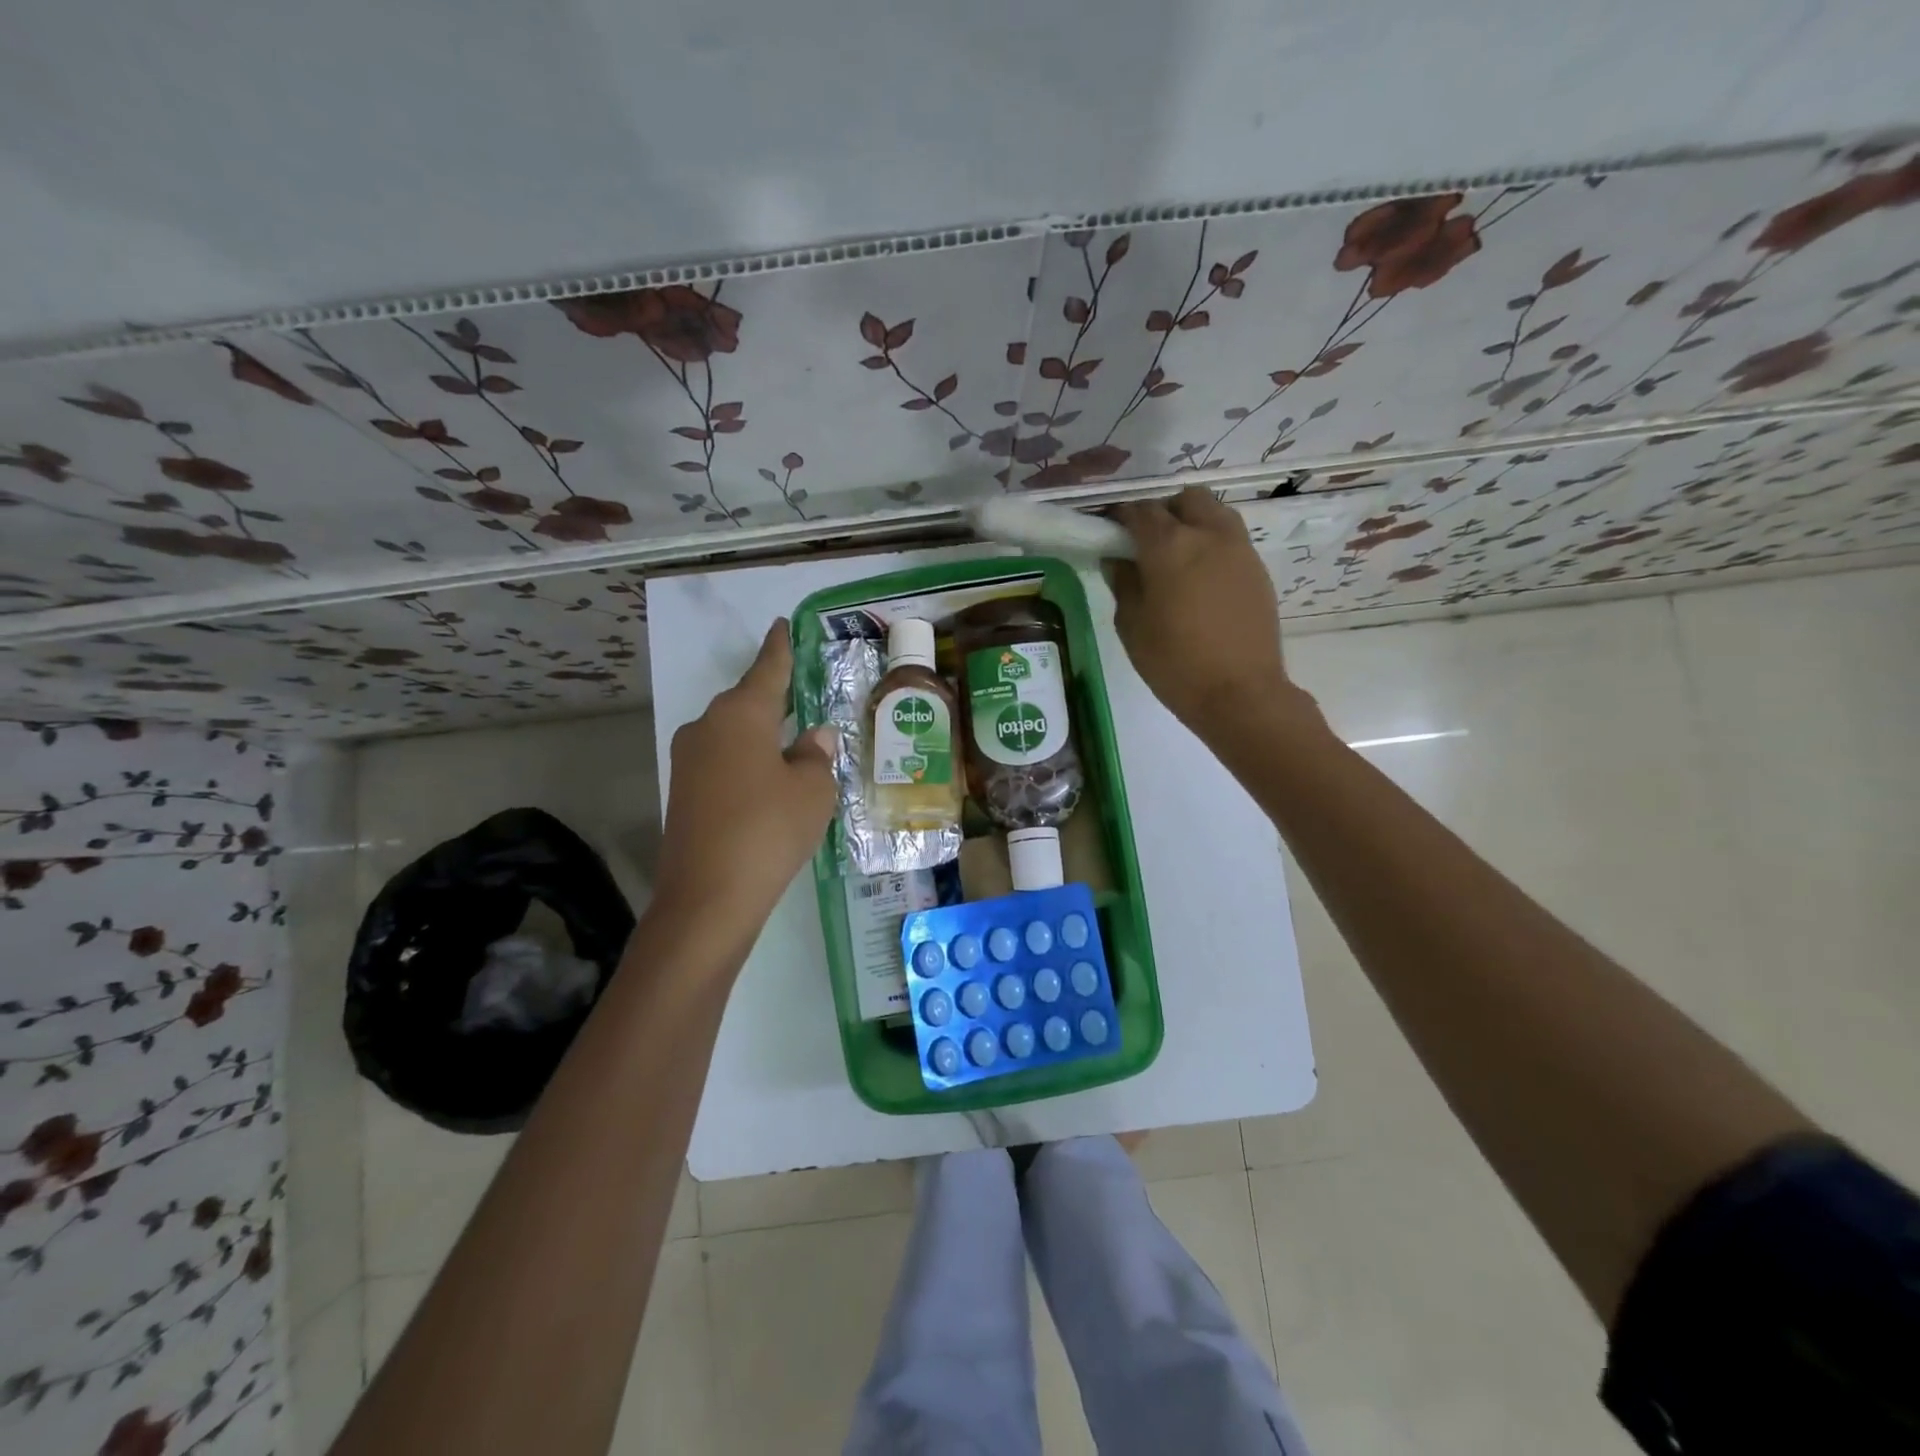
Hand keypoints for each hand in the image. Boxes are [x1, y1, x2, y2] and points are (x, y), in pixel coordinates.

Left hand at [652, 620, 837, 944]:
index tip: (782, 625)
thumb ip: (815, 756)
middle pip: (746, 701)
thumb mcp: (811, 791)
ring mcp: (688, 759)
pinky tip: (766, 779)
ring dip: (760, 734)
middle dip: (773, 696)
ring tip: (791, 742)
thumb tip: (813, 738)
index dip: (780, 648)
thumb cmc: (769, 829)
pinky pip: (722, 760)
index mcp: (741, 714)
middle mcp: (707, 726)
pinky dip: (746, 761)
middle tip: (802, 693)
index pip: (767, 668)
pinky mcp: (682, 790)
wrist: (708, 896)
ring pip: (732, 733)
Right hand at [1109, 487, 1310, 740]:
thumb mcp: (1132, 626)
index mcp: (1170, 546)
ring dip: (1192, 523)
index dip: (1121, 516)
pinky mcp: (1258, 569)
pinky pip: (1231, 539)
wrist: (1240, 693)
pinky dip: (1212, 544)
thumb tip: (1118, 559)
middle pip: (1184, 500)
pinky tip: (1201, 579)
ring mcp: (1239, 549)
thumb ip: (1123, 584)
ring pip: (1214, 513)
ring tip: (1177, 558)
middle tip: (1146, 542)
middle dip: (1163, 512)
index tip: (1109, 530)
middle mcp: (1208, 534)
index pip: (1140, 512)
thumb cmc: (1175, 663)